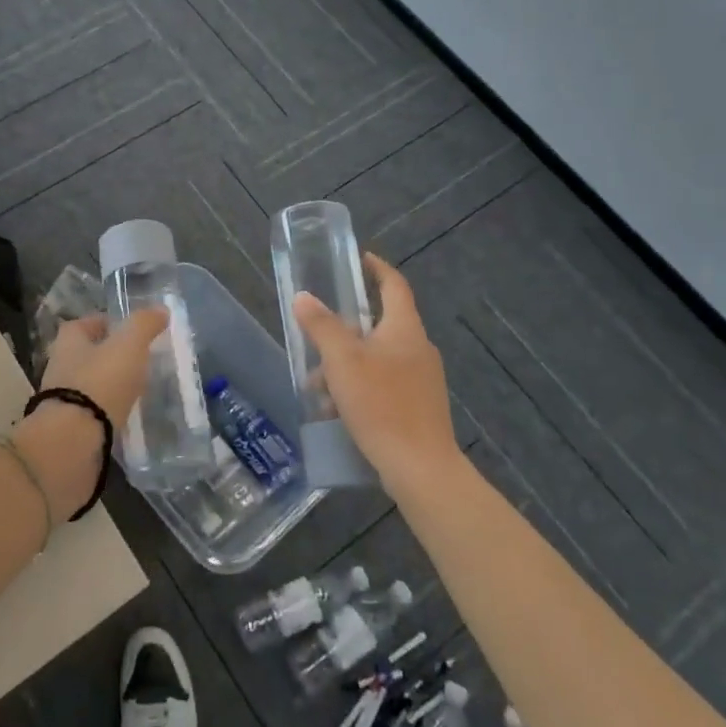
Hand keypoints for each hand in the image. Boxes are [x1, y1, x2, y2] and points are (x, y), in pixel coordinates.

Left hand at [16, 309, 166, 516]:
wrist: (72, 442)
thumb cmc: (99, 382)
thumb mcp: (128, 345)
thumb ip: (144, 325)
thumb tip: (160, 309)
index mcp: (68, 342)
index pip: (83, 324)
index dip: (104, 323)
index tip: (128, 330)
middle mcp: (60, 368)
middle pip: (85, 355)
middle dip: (109, 356)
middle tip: (139, 360)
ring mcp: (62, 401)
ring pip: (89, 385)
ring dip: (109, 386)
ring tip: (137, 389)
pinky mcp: (69, 429)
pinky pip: (92, 413)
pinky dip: (107, 412)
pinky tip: (126, 416)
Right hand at [292, 254, 460, 497]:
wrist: (420, 467)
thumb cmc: (381, 404)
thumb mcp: (342, 361)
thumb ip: (321, 326)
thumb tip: (303, 297)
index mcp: (404, 329)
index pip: (394, 285)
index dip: (377, 268)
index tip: (359, 259)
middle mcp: (418, 348)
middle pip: (379, 326)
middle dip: (344, 333)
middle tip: (316, 341)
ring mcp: (422, 380)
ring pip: (378, 359)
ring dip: (346, 367)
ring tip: (318, 389)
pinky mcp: (419, 407)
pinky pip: (384, 385)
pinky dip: (360, 388)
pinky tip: (338, 412)